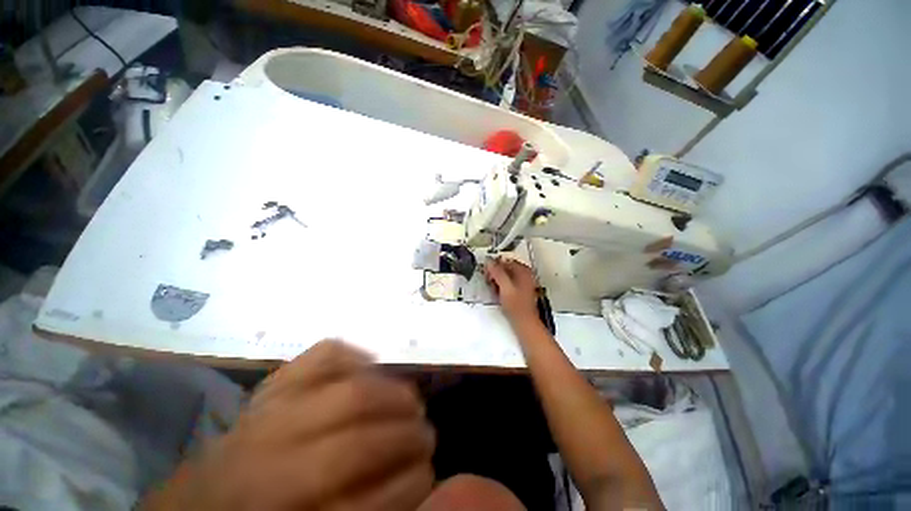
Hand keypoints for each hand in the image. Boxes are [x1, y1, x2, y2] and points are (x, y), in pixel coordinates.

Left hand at [143, 340, 434, 510]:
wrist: (199, 500)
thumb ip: (363, 509)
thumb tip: (415, 482)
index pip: (358, 506)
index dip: (407, 487)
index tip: (429, 475)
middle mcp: (267, 465)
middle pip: (355, 445)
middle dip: (405, 436)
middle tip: (426, 434)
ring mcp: (267, 414)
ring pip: (347, 392)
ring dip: (392, 395)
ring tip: (411, 400)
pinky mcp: (272, 383)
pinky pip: (321, 356)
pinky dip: (354, 355)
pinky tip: (370, 365)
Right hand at [483, 258, 540, 328]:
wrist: (525, 323)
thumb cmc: (516, 305)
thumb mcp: (505, 287)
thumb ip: (497, 272)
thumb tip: (488, 260)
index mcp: (523, 270)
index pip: (505, 261)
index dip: (494, 266)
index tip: (485, 273)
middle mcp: (525, 274)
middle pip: (505, 268)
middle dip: (495, 274)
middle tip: (488, 282)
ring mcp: (523, 283)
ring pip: (505, 276)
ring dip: (496, 281)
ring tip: (493, 289)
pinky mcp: (519, 291)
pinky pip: (507, 284)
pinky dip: (501, 286)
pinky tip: (497, 294)